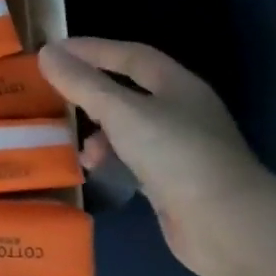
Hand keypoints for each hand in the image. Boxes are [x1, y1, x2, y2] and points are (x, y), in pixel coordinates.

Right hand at [37, 38, 273, 275]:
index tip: (54, 51)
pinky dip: (110, 159)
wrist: (228, 226)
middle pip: (129, 92)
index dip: (93, 49)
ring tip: (76, 143)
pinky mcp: (175, 183)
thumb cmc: (176, 154)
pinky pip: (132, 159)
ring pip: (129, 128)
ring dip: (99, 131)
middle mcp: (183, 113)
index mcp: (178, 87)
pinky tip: (95, 169)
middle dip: (92, 92)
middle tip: (57, 94)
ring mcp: (182, 150)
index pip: (132, 55)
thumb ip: (82, 83)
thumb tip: (47, 53)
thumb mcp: (121, 112)